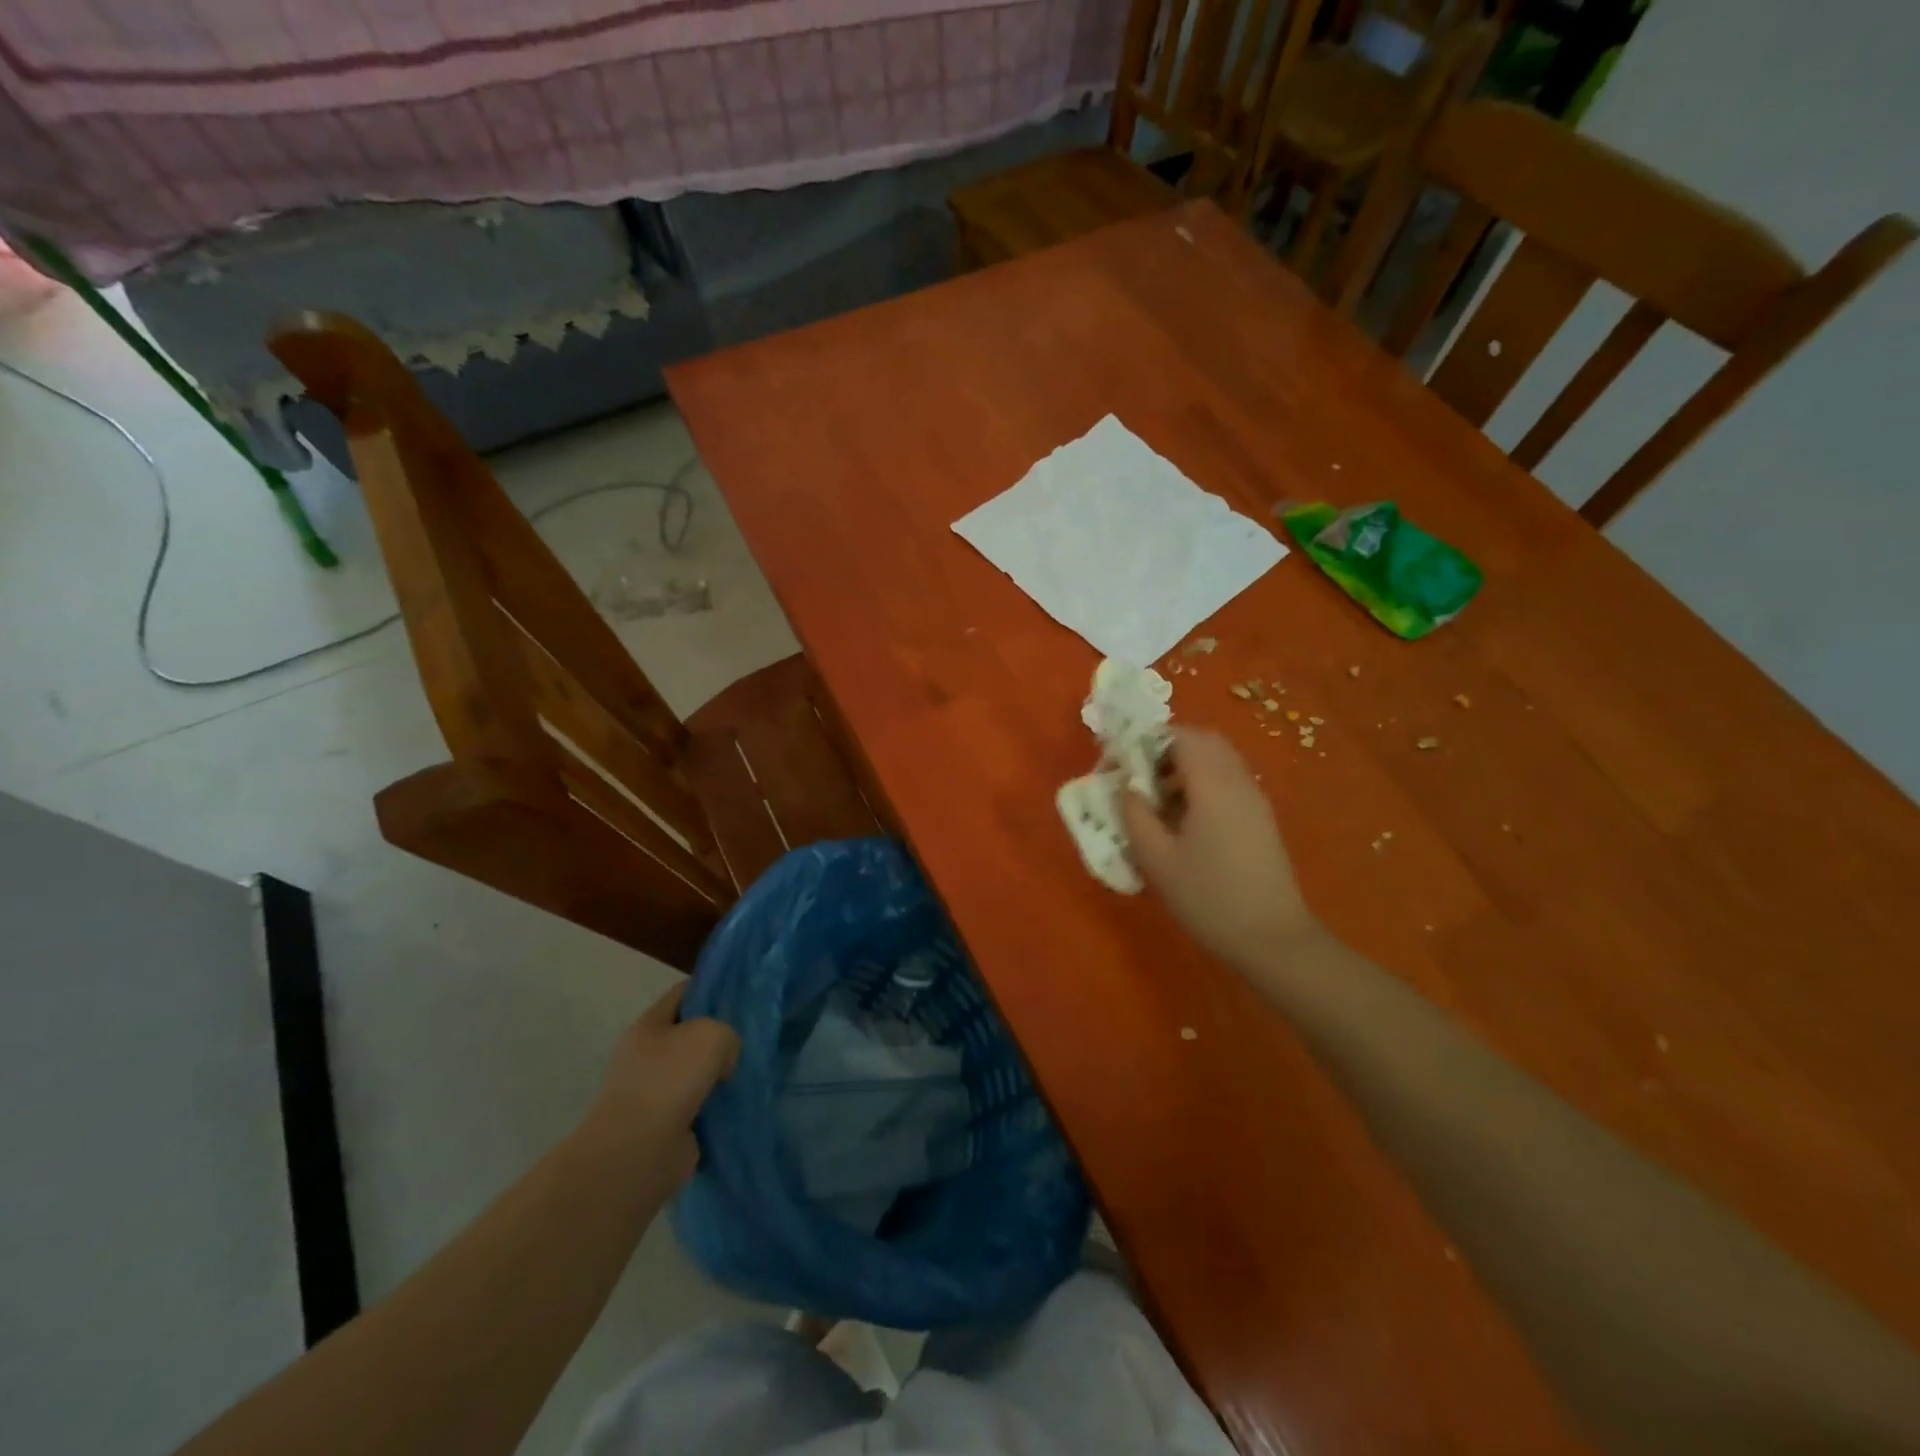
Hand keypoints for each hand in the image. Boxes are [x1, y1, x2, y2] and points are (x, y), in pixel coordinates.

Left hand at [585, 982, 739, 1187]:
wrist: (639, 1152)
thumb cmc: (669, 1079)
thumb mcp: (711, 1034)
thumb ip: (727, 1034)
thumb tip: (723, 1062)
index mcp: (648, 1025)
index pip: (683, 994)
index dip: (711, 989)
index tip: (742, 994)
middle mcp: (647, 1056)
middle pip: (691, 1035)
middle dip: (720, 1037)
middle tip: (751, 1037)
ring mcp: (653, 1093)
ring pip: (697, 1072)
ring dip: (720, 1075)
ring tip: (751, 1072)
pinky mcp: (665, 1126)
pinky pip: (700, 1106)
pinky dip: (717, 1107)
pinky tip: (740, 1103)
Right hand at [1121, 728, 1320, 972]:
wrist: (1272, 938)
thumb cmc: (1208, 897)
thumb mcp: (1157, 859)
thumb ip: (1135, 815)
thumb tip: (1126, 785)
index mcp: (1212, 784)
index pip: (1181, 735)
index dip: (1148, 740)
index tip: (1123, 763)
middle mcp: (1238, 781)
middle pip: (1204, 741)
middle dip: (1168, 749)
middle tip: (1140, 778)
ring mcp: (1255, 799)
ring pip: (1219, 760)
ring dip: (1186, 767)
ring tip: (1159, 801)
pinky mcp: (1261, 818)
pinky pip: (1230, 781)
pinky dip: (1204, 783)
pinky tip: (1186, 821)